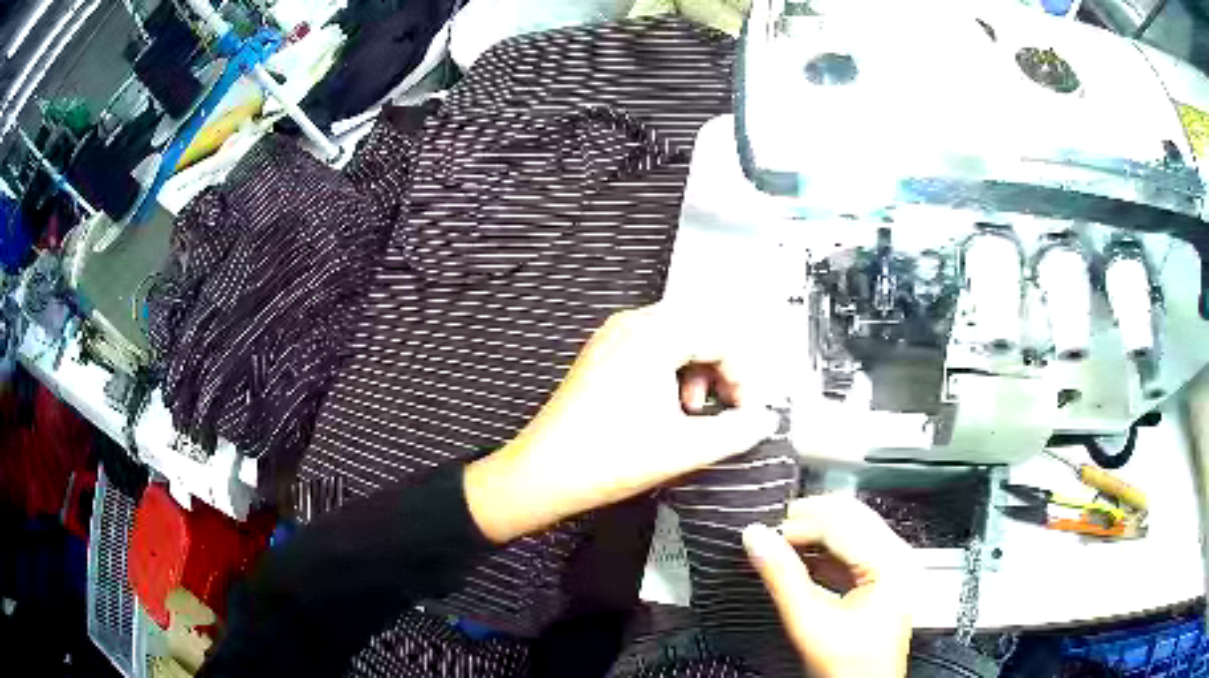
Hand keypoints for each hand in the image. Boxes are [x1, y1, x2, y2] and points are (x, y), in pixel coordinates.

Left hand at [465, 302, 778, 542]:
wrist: (542, 474)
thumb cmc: (610, 458)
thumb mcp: (685, 448)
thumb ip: (737, 431)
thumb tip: (765, 420)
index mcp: (654, 335)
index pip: (722, 336)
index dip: (744, 376)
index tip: (748, 413)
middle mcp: (632, 324)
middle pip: (701, 330)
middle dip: (723, 369)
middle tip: (727, 408)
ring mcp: (612, 337)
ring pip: (677, 338)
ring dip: (698, 370)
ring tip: (695, 410)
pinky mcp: (601, 355)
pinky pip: (651, 348)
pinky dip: (672, 371)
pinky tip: (668, 407)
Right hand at [743, 495, 913, 677]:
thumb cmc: (851, 666)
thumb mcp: (810, 622)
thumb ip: (782, 577)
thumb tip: (756, 539)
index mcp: (889, 561)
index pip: (839, 522)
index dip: (797, 524)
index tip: (763, 532)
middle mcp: (898, 555)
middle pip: (850, 516)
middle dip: (808, 521)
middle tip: (771, 533)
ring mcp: (894, 565)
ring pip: (852, 529)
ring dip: (815, 535)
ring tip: (781, 547)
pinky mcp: (885, 576)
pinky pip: (854, 548)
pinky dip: (825, 551)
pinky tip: (801, 562)